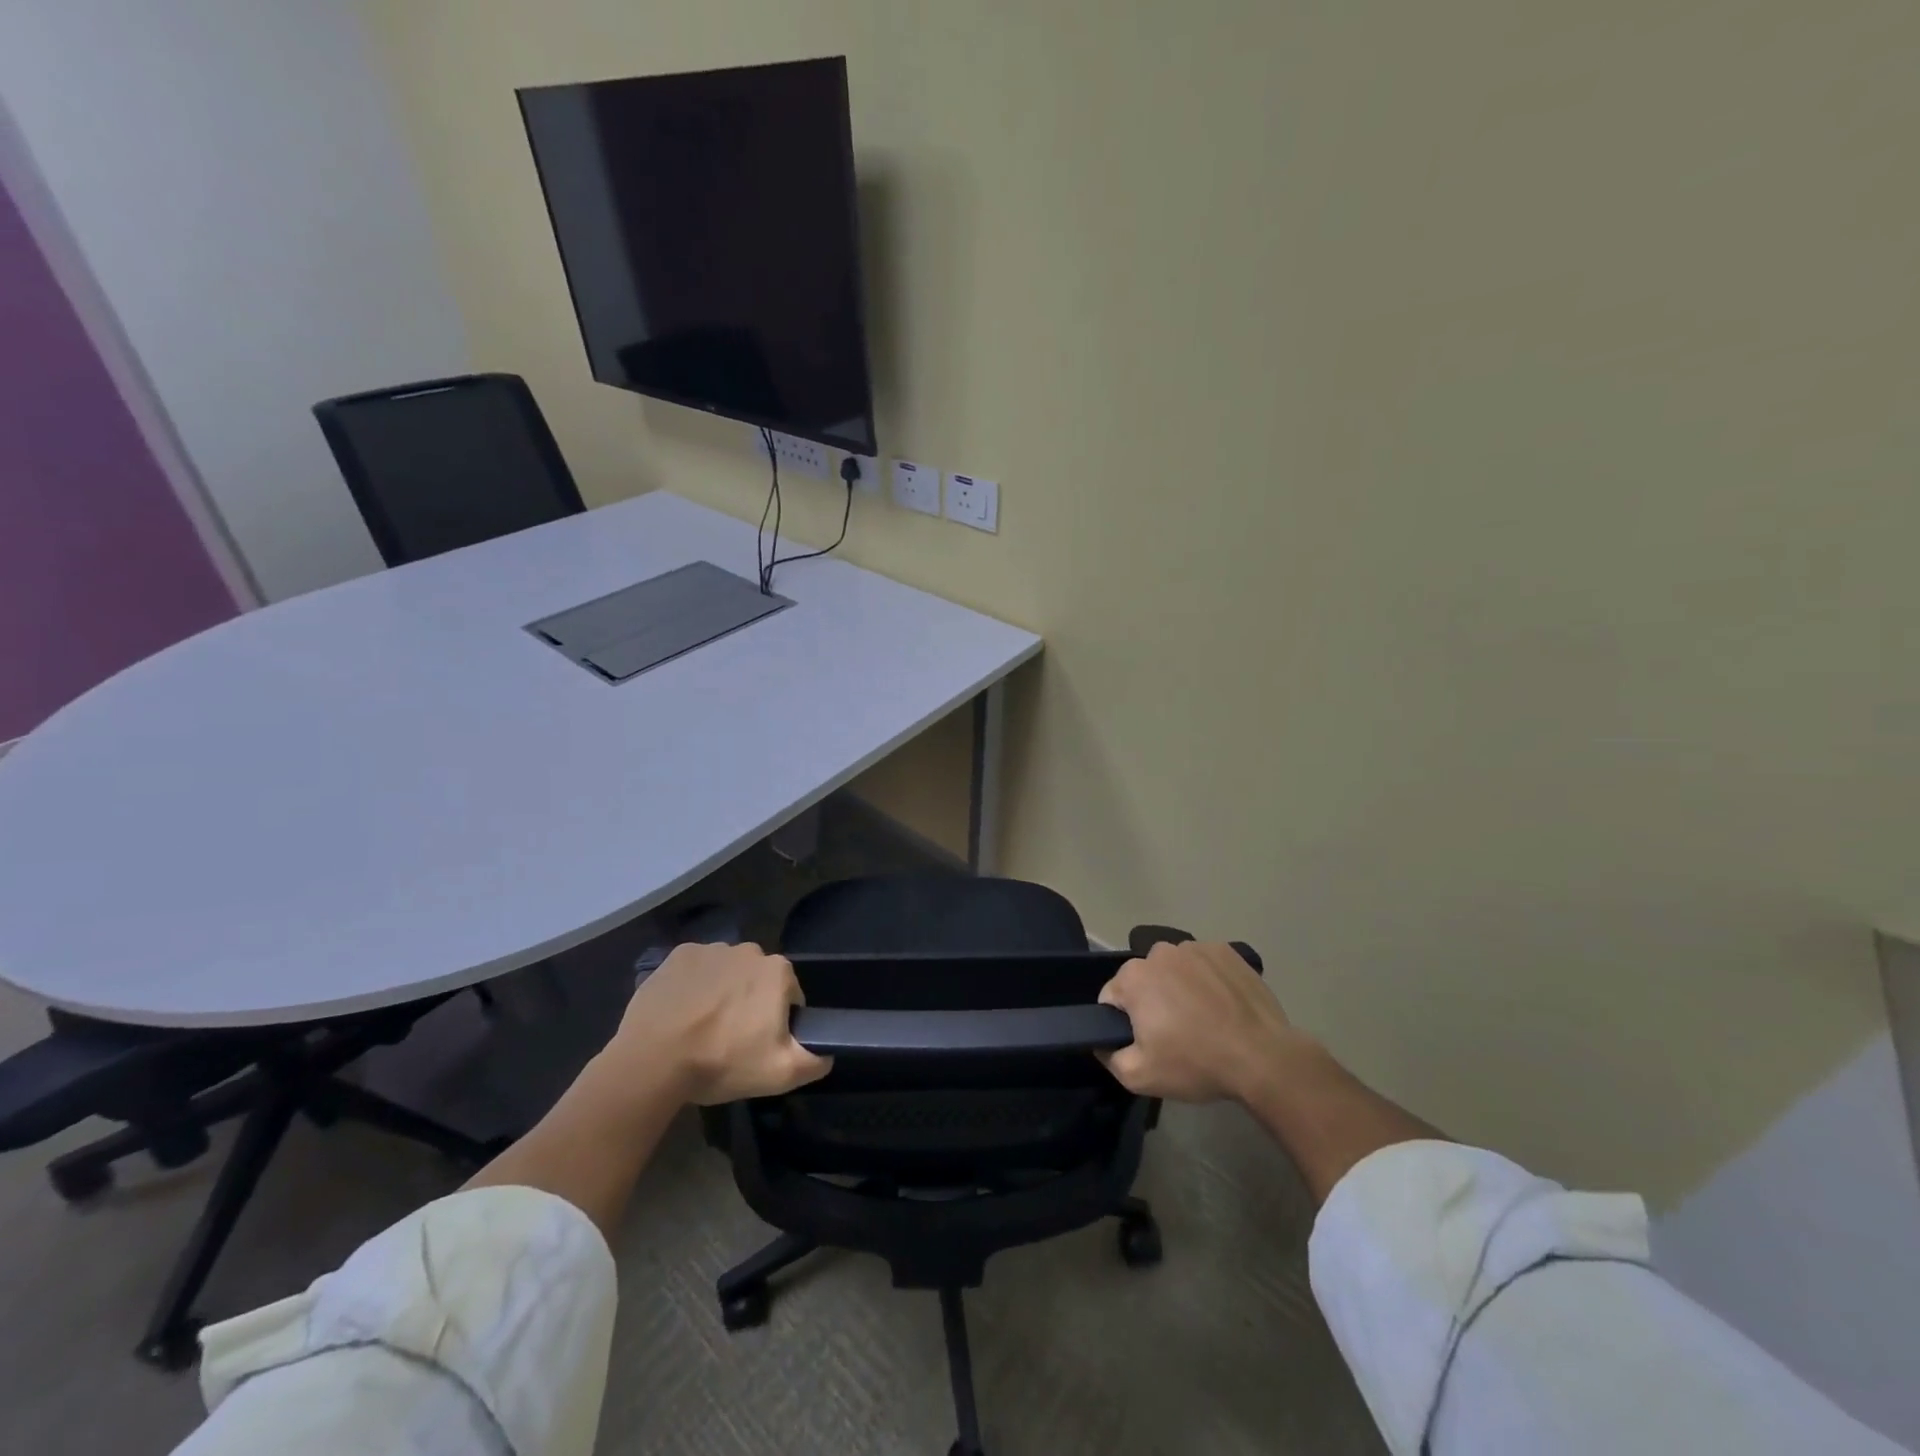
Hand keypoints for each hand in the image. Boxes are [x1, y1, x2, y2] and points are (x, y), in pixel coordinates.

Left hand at [603, 943, 832, 1106]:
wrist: (653, 1060)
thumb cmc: (722, 1062)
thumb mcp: (780, 1074)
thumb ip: (815, 1060)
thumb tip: (828, 1052)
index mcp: (778, 972)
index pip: (790, 996)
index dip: (778, 1022)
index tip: (758, 1045)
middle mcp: (749, 950)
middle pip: (758, 981)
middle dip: (750, 1003)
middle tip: (730, 1040)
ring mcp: (711, 949)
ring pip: (727, 972)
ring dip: (722, 993)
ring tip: (702, 1028)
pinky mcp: (678, 956)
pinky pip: (696, 969)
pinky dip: (694, 986)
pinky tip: (682, 1013)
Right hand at [1098, 941, 1311, 1103]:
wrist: (1263, 1058)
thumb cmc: (1196, 1064)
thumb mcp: (1139, 1076)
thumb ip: (1108, 1056)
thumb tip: (1102, 1042)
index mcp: (1133, 977)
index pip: (1112, 998)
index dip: (1123, 1023)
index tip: (1146, 1042)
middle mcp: (1159, 952)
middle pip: (1144, 980)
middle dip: (1152, 1002)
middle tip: (1175, 1034)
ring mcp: (1195, 947)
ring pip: (1174, 969)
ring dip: (1179, 988)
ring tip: (1203, 1020)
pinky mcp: (1226, 951)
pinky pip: (1204, 964)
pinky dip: (1207, 980)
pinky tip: (1223, 1006)